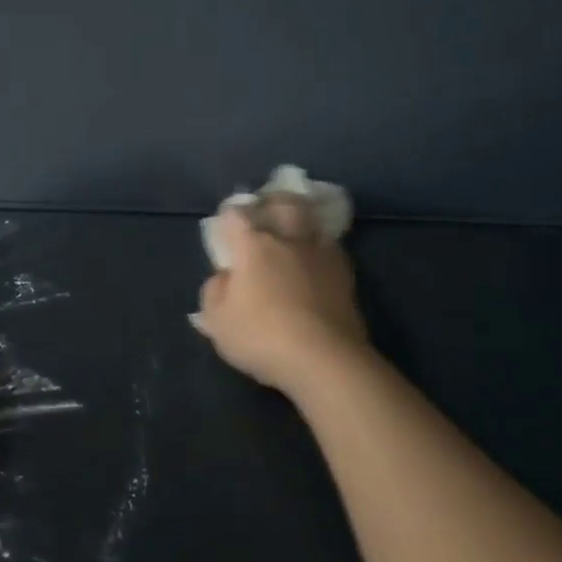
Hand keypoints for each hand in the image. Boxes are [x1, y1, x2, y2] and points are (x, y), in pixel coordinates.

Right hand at [193, 198, 369, 396]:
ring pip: (313, 221)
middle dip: (272, 202)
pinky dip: (321, 248)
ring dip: (302, 221)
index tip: (225, 229)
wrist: (324, 359)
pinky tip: (316, 263)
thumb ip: (215, 292)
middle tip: (266, 214)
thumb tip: (225, 276)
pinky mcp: (346, 274)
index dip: (228, 217)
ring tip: (295, 235)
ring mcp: (321, 254)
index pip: (236, 215)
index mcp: (253, 246)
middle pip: (284, 203)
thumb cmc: (261, 338)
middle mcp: (288, 240)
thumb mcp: (217, 322)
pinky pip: (331, 248)